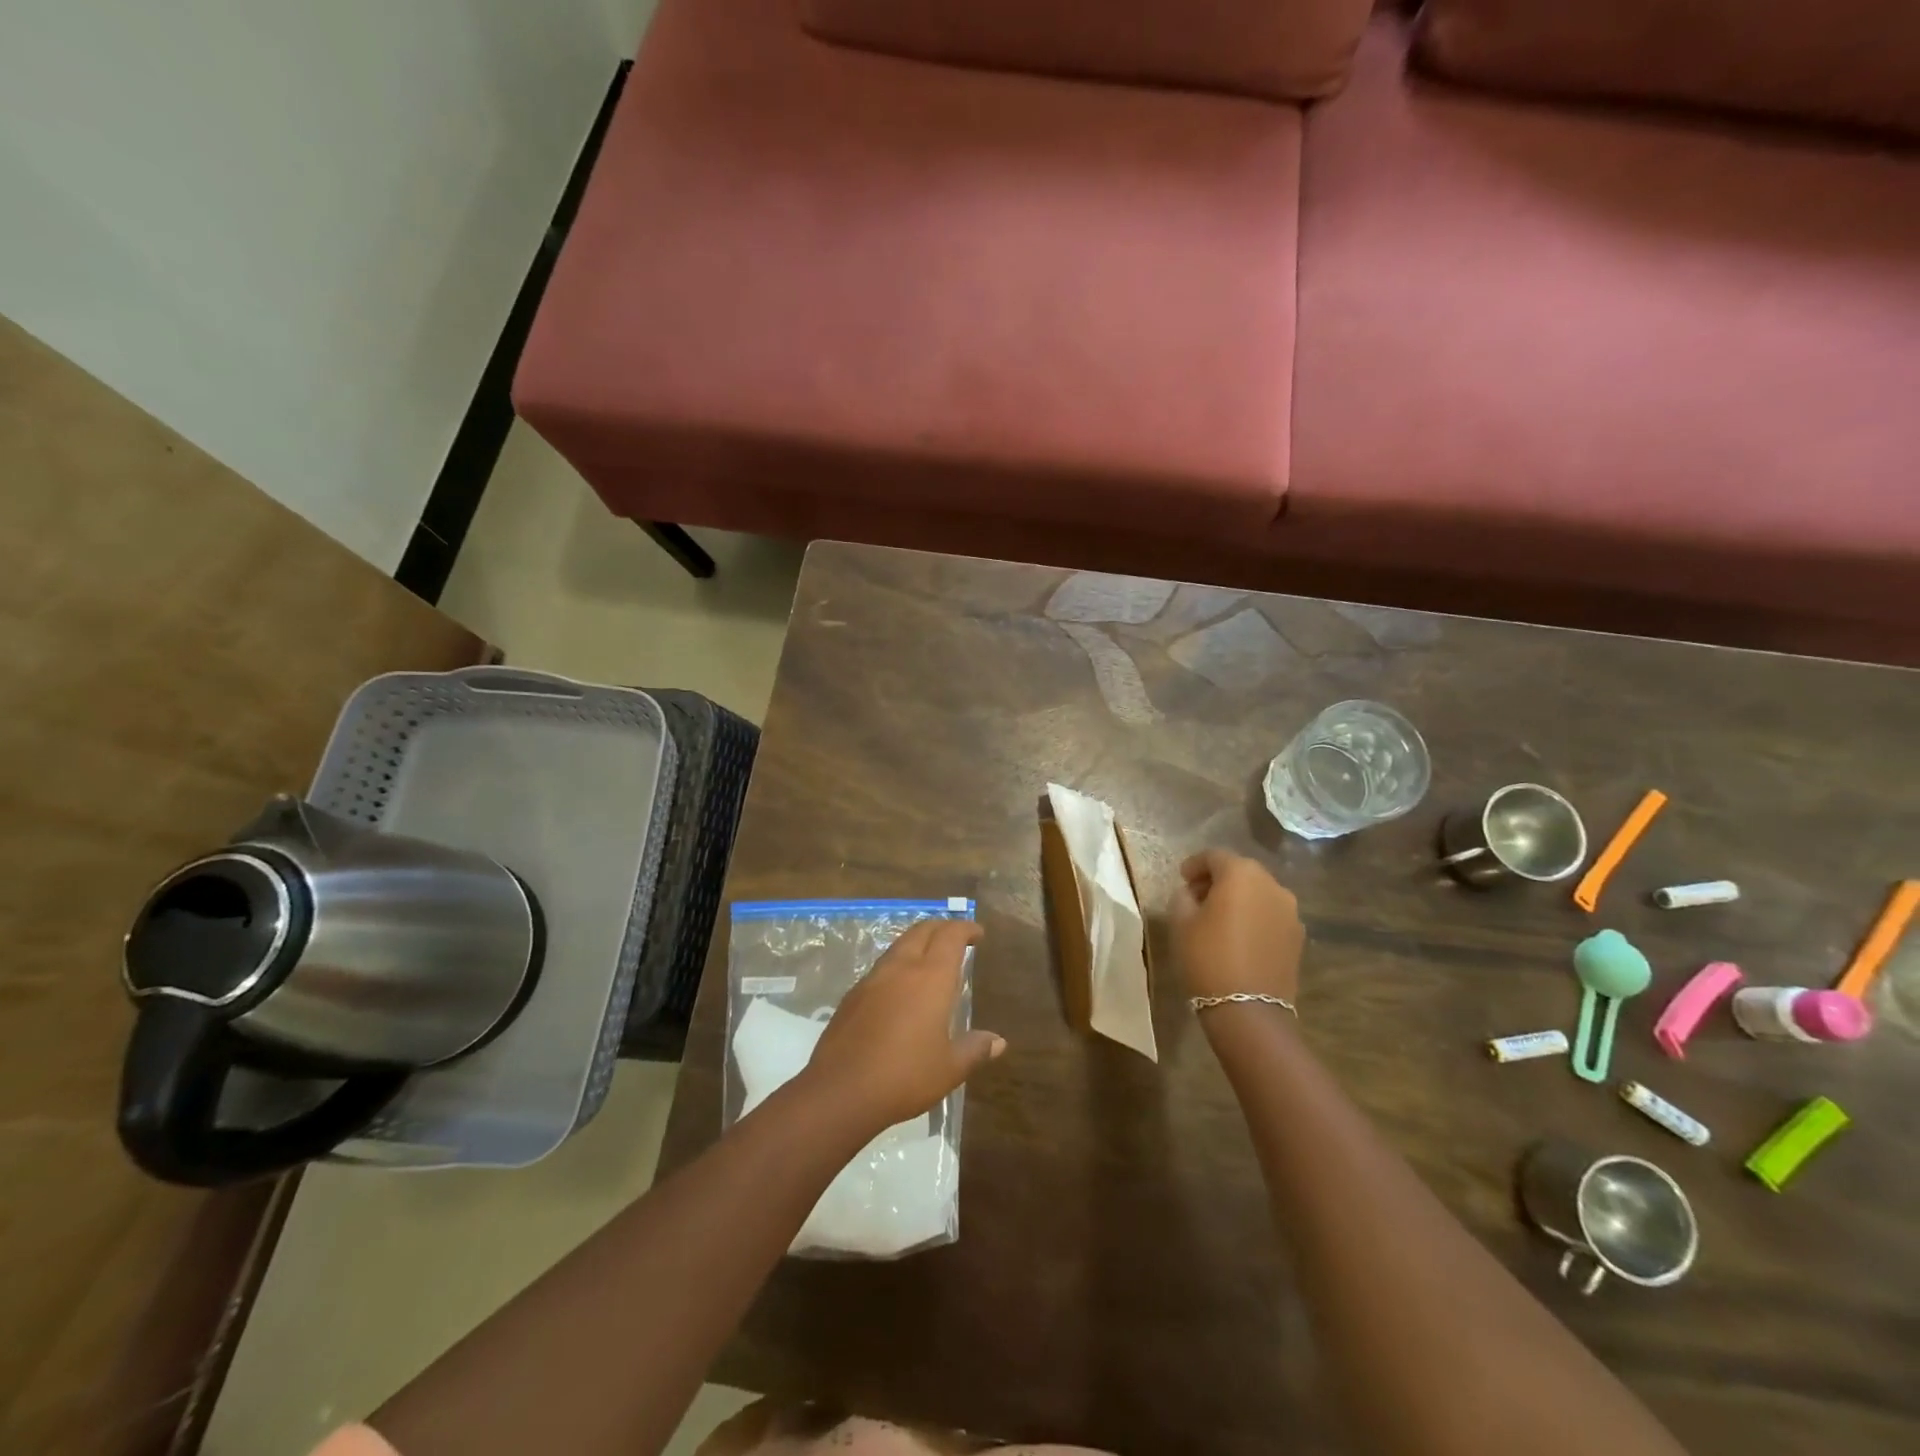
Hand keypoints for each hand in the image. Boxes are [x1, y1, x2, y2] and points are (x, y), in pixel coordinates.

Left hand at [803, 918, 1004, 1130]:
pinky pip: (881, 967)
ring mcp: (873, 979)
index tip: (977, 933)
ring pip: (899, 945)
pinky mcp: (853, 995)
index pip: (950, 936)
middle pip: (922, 931)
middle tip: (956, 937)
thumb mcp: (949, 1068)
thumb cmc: (905, 1076)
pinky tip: (900, 987)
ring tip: (930, 958)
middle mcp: (901, 968)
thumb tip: (998, 1041)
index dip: (965, 929)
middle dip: (941, 927)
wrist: (841, 1090)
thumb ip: (974, 1049)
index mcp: (931, 978)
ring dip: (918, 942)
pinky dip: (898, 964)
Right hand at [1171, 850, 1303, 1005]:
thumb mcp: (1181, 922)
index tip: (1181, 879)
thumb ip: (1183, 896)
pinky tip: (1239, 936)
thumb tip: (1192, 892)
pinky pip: (1270, 914)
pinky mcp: (1297, 936)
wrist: (1249, 1010)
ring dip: (1238, 898)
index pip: (1215, 856)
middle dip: (1218, 879)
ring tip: (1218, 918)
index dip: (1195, 864)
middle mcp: (1271, 885)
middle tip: (1196, 896)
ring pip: (1258, 893)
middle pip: (1241, 871)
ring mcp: (1290, 911)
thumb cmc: (1208, 958)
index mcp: (1241, 874)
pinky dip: (1254, 916)